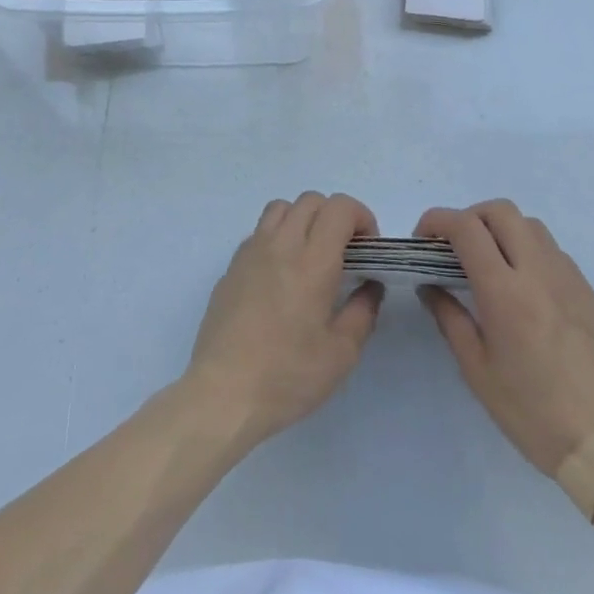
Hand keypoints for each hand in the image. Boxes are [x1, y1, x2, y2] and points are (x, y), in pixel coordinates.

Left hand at [184, 192, 384, 449]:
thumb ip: (362, 312)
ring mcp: (251, 251)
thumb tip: (370, 286)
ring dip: (303, 219)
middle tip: (345, 252)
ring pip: (281, 208)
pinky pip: (259, 232)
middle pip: (311, 200)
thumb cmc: (287, 376)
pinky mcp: (231, 266)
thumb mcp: (341, 354)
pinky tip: (281, 275)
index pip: (339, 208)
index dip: (361, 217)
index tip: (369, 248)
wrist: (223, 392)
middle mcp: (280, 244)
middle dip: (335, 216)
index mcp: (312, 261)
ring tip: (311, 255)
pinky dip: (278, 237)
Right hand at [416, 200, 593, 478]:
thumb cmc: (532, 413)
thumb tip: (430, 286)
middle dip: (470, 217)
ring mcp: (570, 279)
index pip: (466, 227)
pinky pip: (555, 254)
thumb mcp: (477, 371)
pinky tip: (527, 291)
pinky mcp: (591, 294)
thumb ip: (450, 318)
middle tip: (456, 247)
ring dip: (503, 231)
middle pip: (501, 211)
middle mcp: (539, 272)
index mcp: (505, 292)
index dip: (438, 220)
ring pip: (531, 226)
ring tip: (492, 264)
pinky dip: (531, 254)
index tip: (424, 238)